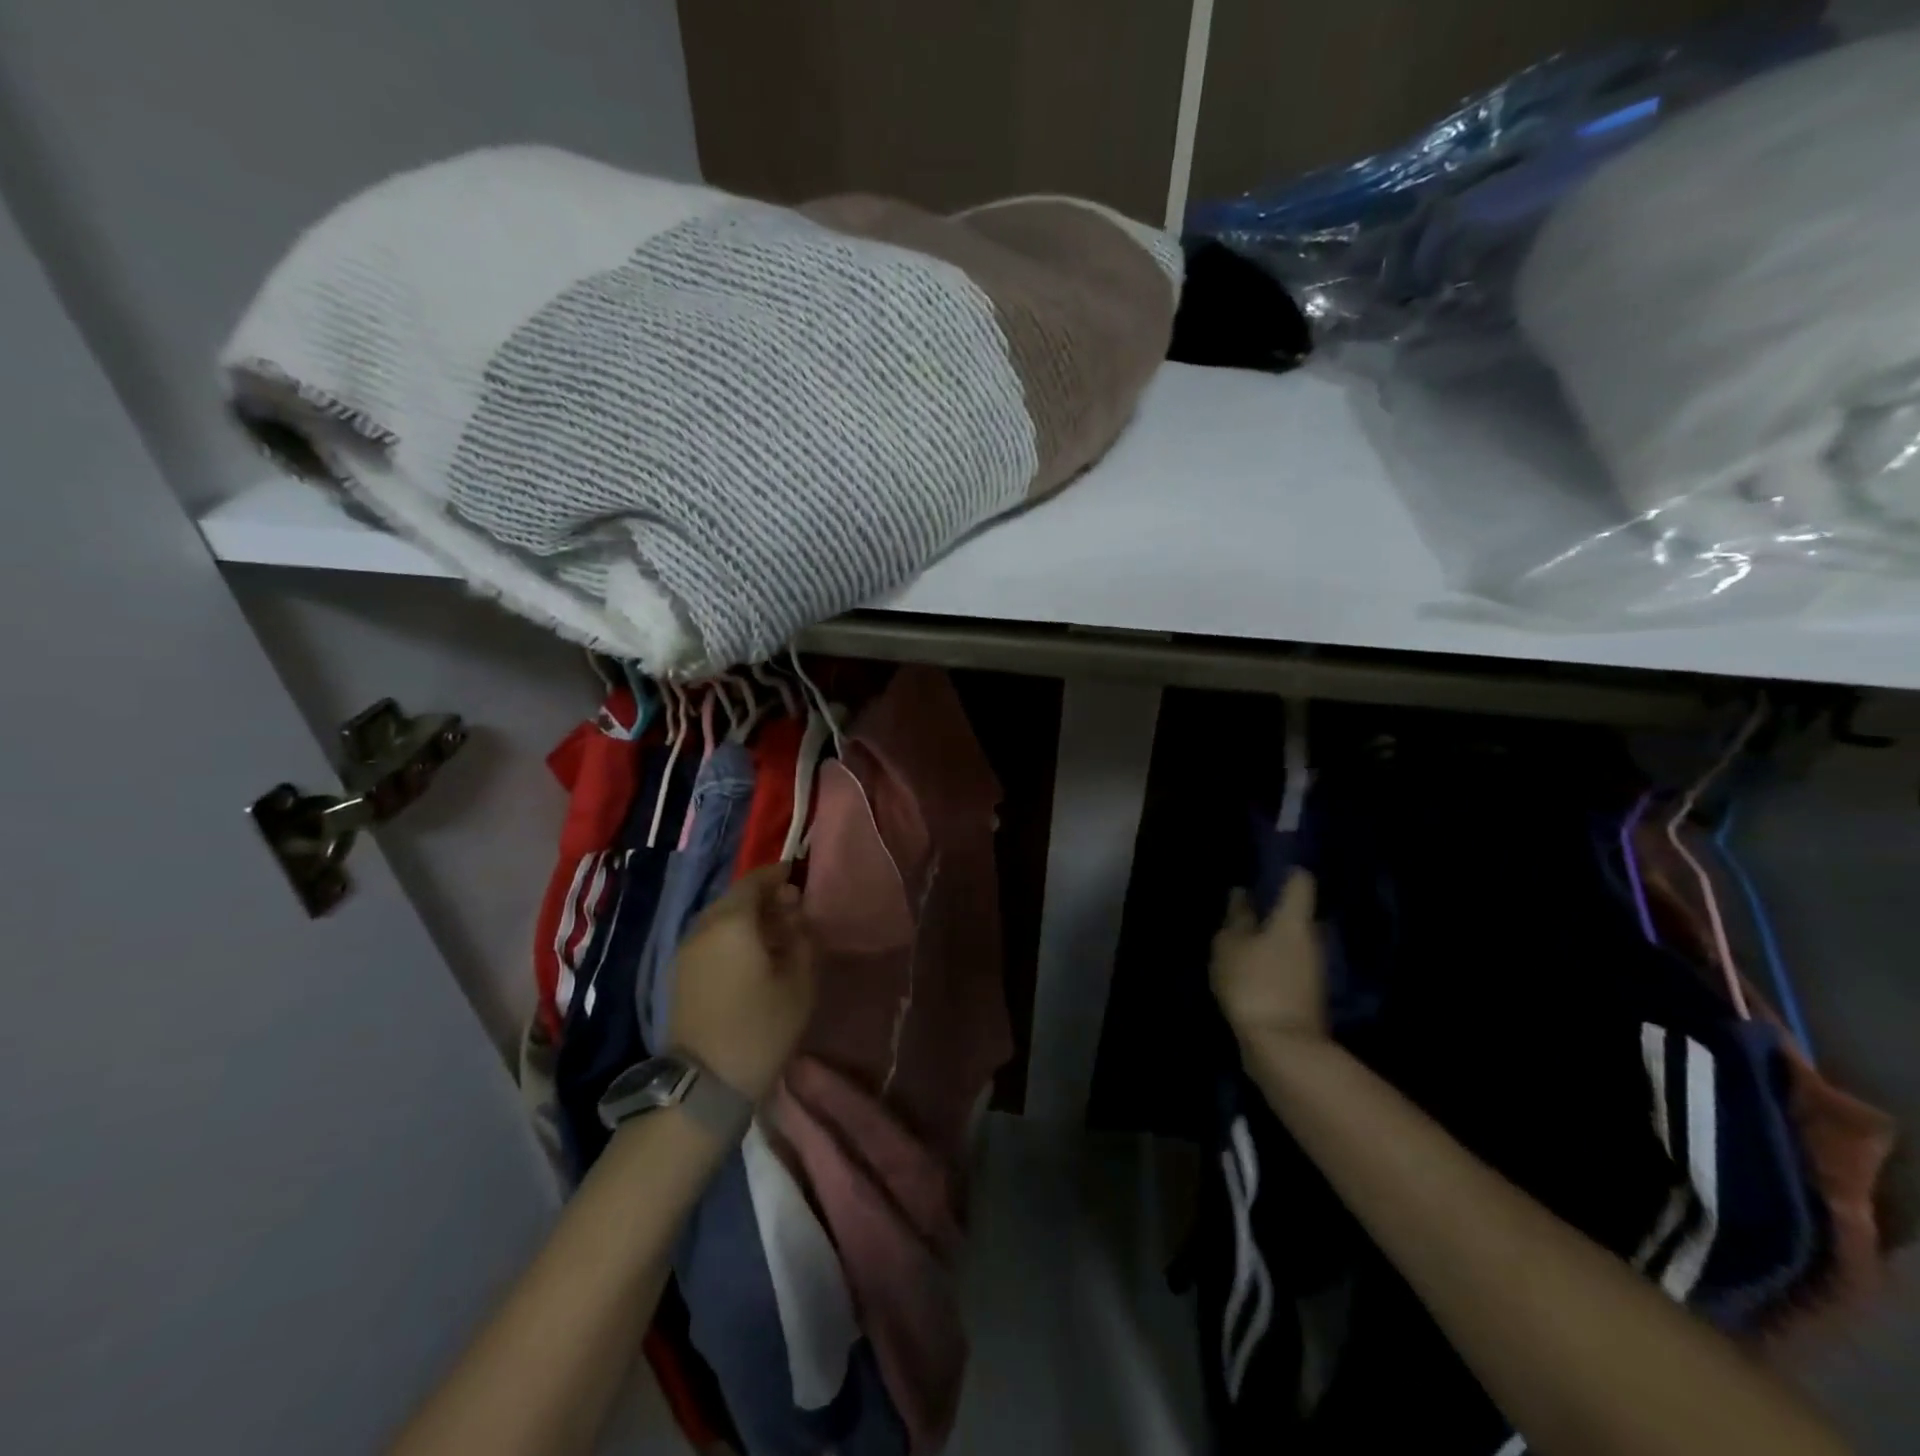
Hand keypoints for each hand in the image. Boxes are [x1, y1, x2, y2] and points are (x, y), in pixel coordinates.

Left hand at [668, 865, 817, 1102]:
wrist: (705, 1084)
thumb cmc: (760, 1027)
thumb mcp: (799, 983)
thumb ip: (802, 940)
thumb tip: (797, 918)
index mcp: (732, 922)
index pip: (755, 881)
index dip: (777, 875)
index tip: (798, 876)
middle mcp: (704, 927)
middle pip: (735, 898)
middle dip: (764, 898)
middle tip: (793, 909)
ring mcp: (686, 951)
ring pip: (721, 919)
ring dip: (748, 919)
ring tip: (776, 935)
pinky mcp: (679, 974)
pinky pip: (710, 940)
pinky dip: (732, 937)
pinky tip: (753, 957)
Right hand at [1211, 870, 1327, 1049]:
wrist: (1283, 1048)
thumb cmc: (1254, 983)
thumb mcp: (1230, 945)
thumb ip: (1237, 918)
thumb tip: (1242, 894)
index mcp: (1294, 919)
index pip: (1300, 881)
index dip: (1284, 870)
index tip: (1264, 868)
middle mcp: (1312, 938)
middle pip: (1297, 913)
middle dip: (1273, 909)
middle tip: (1243, 908)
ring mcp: (1314, 969)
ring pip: (1293, 941)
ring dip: (1272, 938)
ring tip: (1240, 941)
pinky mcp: (1308, 995)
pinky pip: (1289, 966)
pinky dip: (1273, 962)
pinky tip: (1250, 970)